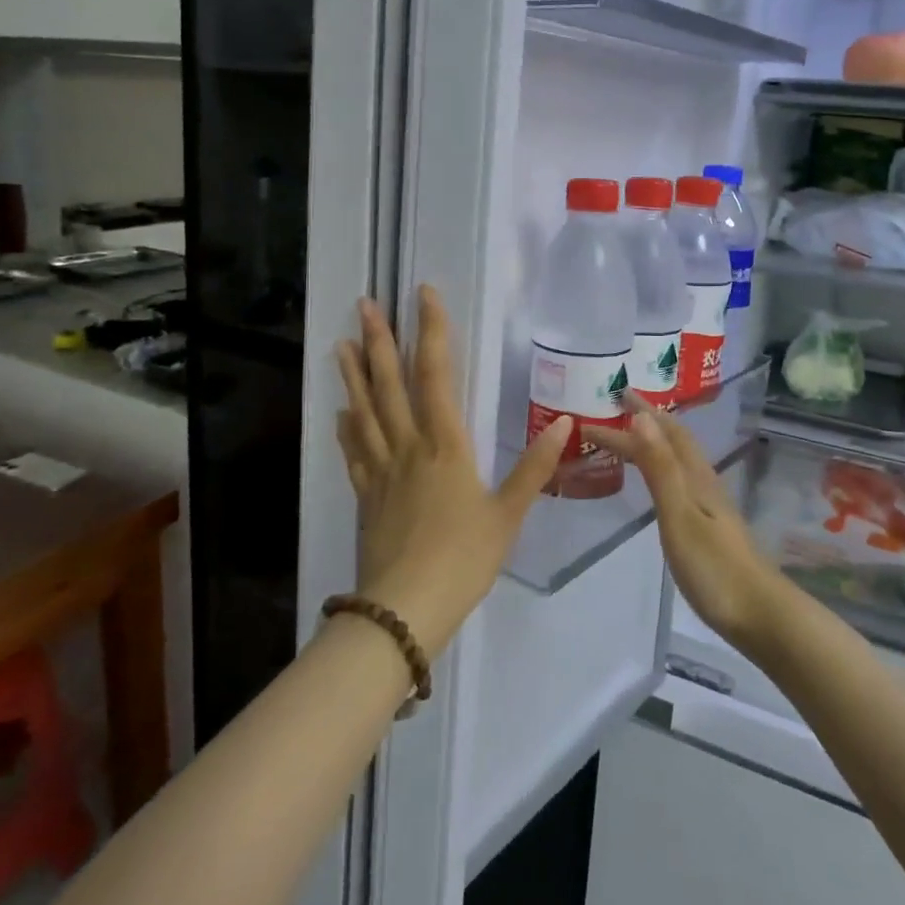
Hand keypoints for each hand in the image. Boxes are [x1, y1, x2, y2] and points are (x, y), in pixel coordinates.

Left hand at [335, 286, 570, 657]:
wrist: (405, 609)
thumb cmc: (463, 559)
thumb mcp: (508, 514)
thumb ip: (534, 467)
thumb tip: (564, 423)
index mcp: (445, 445)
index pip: (436, 374)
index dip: (431, 331)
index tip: (424, 295)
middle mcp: (408, 446)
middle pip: (389, 384)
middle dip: (379, 341)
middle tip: (364, 304)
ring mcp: (381, 470)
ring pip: (364, 411)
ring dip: (354, 375)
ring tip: (341, 343)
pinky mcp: (365, 495)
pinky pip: (354, 452)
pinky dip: (346, 428)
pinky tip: (340, 413)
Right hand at [597, 396, 786, 653]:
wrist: (762, 617)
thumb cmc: (715, 568)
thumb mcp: (680, 515)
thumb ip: (660, 468)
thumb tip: (642, 417)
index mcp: (696, 477)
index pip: (663, 434)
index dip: (636, 416)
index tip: (608, 400)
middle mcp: (704, 483)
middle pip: (674, 441)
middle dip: (646, 421)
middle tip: (615, 408)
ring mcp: (710, 506)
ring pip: (678, 460)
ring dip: (654, 443)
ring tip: (630, 436)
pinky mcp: (710, 528)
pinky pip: (679, 481)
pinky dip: (661, 469)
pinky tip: (658, 484)